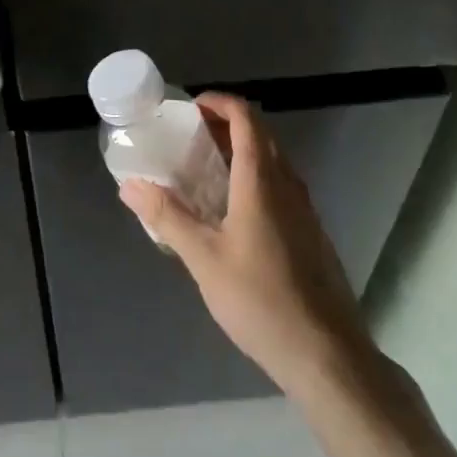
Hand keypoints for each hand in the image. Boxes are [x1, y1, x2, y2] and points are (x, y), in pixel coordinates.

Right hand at [120, 93, 374, 394]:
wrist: (327, 354)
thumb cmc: (261, 300)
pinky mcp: (311, 232)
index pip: (245, 117)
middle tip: (191, 136)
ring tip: (206, 169)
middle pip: (259, 134)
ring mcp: (304, 208)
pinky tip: (234, 211)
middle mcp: (287, 183)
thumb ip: (167, 217)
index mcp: (261, 179)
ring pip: (272, 159)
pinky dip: (255, 176)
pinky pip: (280, 185)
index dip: (219, 102)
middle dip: (225, 124)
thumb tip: (130, 185)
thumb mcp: (204, 259)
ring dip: (241, 150)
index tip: (190, 109)